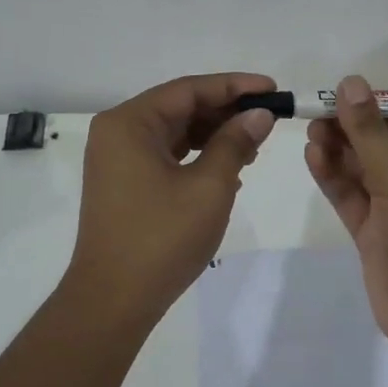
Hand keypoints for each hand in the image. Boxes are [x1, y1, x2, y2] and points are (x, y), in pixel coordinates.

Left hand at [68, 72, 277, 322]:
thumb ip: (235, 143)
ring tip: (255, 146)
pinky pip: (166, 156)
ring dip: (214, 136)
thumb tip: (259, 115)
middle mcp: (118, 133)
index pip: (189, 90)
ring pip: (174, 133)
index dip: (235, 86)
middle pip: (180, 108)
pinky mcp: (124, 184)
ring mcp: (118, 160)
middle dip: (226, 112)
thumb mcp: (210, 186)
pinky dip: (197, 157)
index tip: (273, 89)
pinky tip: (229, 169)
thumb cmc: (162, 238)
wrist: (114, 299)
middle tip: (268, 120)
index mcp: (130, 123)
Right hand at [304, 75, 387, 356]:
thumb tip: (351, 83)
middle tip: (317, 113)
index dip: (380, 110)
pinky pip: (354, 200)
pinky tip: (313, 157)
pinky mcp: (376, 236)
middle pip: (386, 148)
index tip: (344, 96)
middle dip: (354, 131)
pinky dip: (335, 180)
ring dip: (341, 153)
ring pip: (366, 174)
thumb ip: (371, 135)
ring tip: (309, 131)